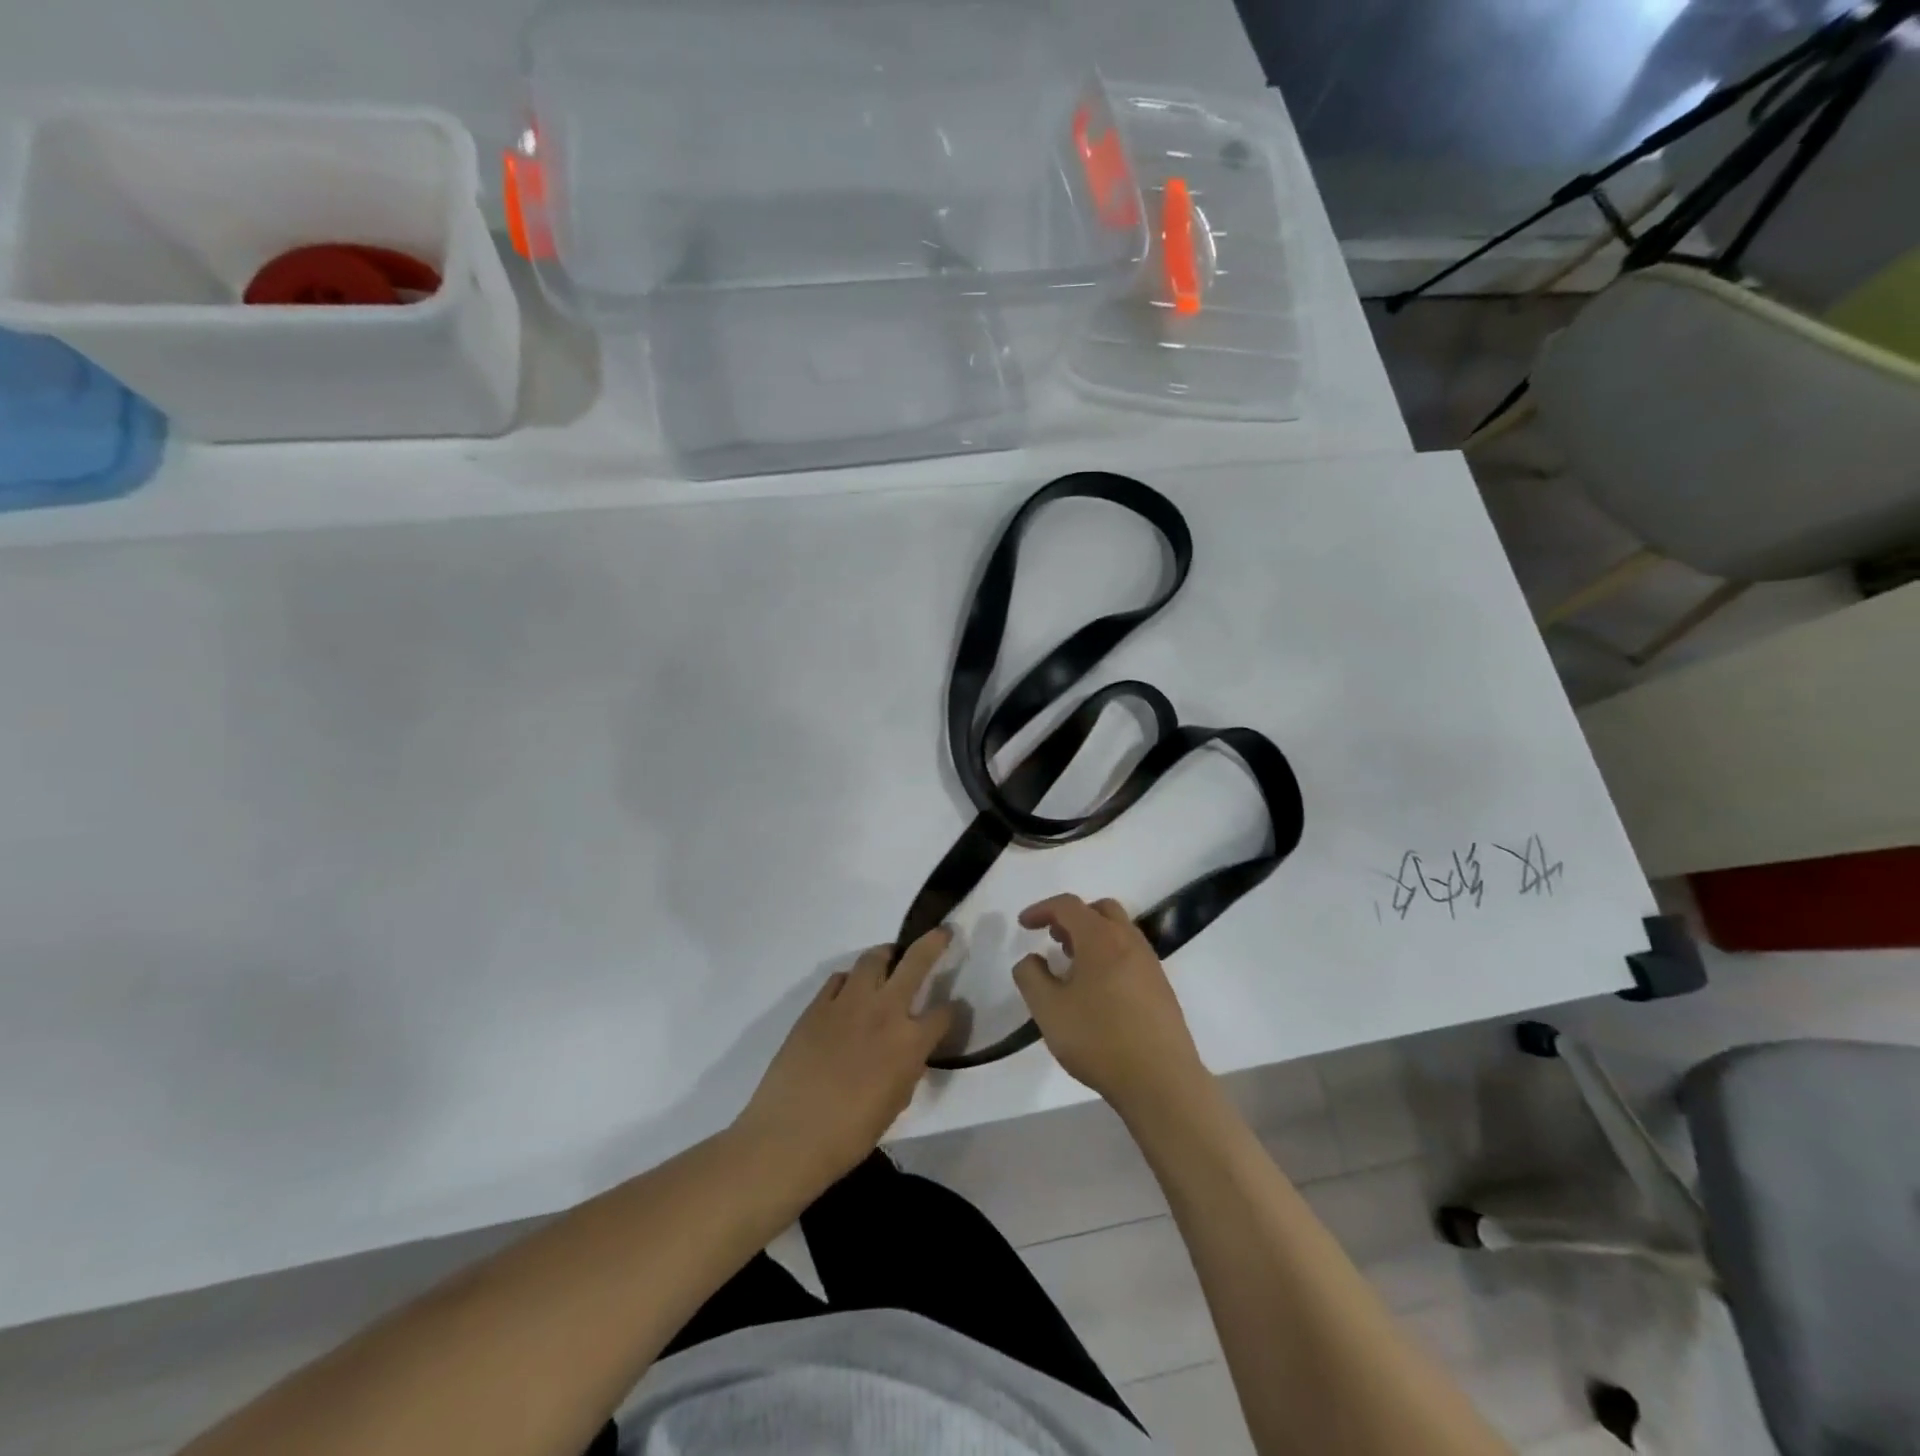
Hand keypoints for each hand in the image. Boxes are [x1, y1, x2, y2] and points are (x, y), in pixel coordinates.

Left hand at [735, 929, 955, 1182]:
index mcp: (910, 1042)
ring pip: (873, 959)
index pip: (943, 1014)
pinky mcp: (817, 1005)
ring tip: (889, 961)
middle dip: (933, 943)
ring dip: (886, 956)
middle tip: (940, 933)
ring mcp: (848, 1003)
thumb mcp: (895, 1103)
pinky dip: (850, 981)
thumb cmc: (849, 1135)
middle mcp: (884, 1011)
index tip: (950, 1012)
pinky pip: (839, 979)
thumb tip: (907, 1052)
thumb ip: (907, 1069)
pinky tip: (849, 994)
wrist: (790, 1136)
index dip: (951, 1013)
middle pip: (916, 962)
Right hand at [1012, 895, 1209, 1113]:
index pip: (1068, 905)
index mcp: (1100, 938)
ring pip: (1119, 931)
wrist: (1161, 1081)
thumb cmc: (1099, 1039)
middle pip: (1100, 910)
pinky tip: (1098, 990)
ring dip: (1093, 936)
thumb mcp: (1048, 1010)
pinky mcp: (1162, 987)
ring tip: (1073, 966)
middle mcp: (1129, 941)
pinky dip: (1110, 955)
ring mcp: (1150, 963)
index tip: (1023, 925)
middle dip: (1073, 917)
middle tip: (1054, 939)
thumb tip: (1031, 959)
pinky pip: (1131, 954)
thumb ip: (1031, 976)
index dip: (1042, 909)